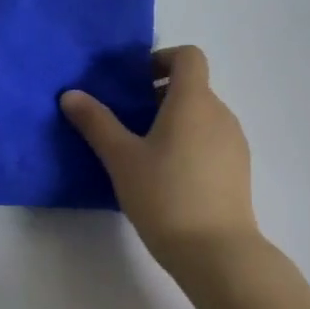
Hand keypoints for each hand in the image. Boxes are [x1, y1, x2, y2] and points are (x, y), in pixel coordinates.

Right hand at [61, 45, 258, 274]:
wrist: (216, 251)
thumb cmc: (164, 195)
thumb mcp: (121, 158)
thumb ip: (96, 122)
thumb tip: (71, 94)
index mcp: (193, 102)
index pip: (188, 56)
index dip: (161, 59)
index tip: (134, 82)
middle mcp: (220, 114)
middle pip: (192, 87)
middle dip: (158, 95)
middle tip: (126, 121)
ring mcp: (234, 142)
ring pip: (201, 115)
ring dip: (172, 121)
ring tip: (142, 153)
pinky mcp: (238, 169)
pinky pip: (210, 140)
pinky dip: (188, 143)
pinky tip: (166, 176)